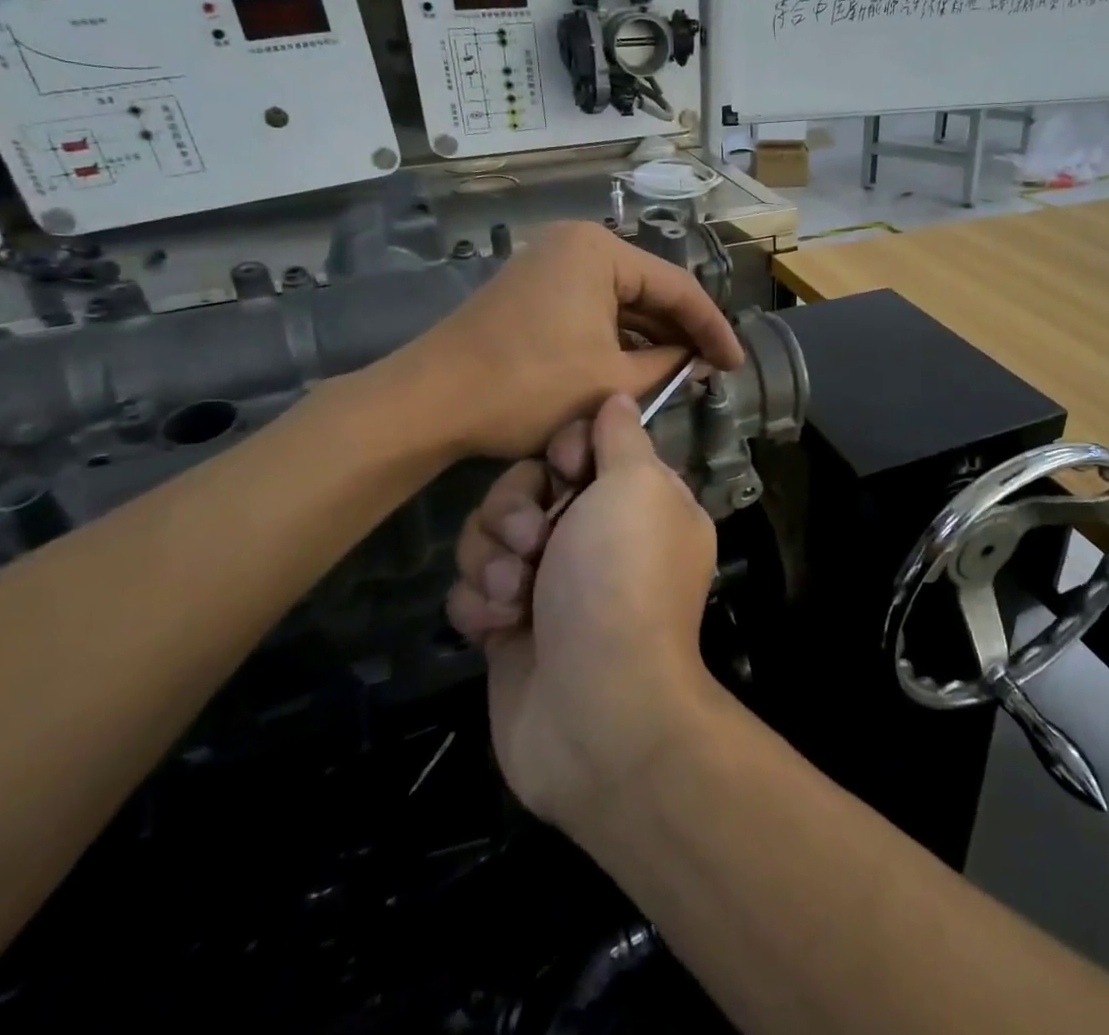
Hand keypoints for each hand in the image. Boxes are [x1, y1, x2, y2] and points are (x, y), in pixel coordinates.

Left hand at [370, 220, 742, 460]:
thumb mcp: (611, 380)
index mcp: (599, 251)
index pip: (677, 287)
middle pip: (648, 289)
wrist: (431, 401)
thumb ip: (667, 367)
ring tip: (683, 373)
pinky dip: (617, 337)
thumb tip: (697, 362)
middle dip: (681, 332)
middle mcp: (576, 245)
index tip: (736, 364)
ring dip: (650, 337)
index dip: (712, 329)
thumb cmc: (528, 385)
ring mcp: (550, 264)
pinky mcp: (533, 290)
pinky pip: (592, 308)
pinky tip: (639, 365)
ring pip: (620, 301)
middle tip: (713, 370)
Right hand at [447, 394, 717, 825]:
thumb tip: (619, 399)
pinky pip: (471, 588)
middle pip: (525, 487)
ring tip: (517, 595)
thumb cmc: (621, 580)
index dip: (563, 451)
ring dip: (494, 560)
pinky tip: (500, 627)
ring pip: (490, 535)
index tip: (566, 469)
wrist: (596, 709)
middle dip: (516, 509)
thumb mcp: (637, 487)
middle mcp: (596, 536)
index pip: (582, 445)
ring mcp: (550, 582)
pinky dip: (480, 603)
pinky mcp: (509, 626)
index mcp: (637, 499)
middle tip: (533, 541)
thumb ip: (623, 438)